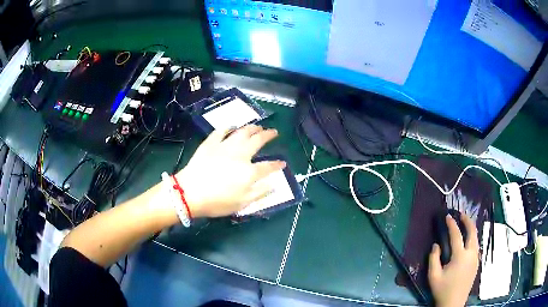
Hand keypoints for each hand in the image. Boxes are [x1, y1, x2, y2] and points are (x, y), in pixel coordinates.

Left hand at [176, 125, 285, 217]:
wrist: (190, 193)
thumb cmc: (217, 202)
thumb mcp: (242, 203)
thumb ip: (260, 193)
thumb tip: (274, 184)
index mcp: (249, 171)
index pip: (268, 166)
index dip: (277, 164)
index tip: (282, 163)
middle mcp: (240, 154)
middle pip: (258, 141)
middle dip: (268, 135)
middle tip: (273, 132)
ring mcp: (225, 146)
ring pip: (242, 132)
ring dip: (252, 127)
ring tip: (258, 126)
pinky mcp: (211, 143)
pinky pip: (221, 131)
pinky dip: (228, 127)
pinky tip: (232, 126)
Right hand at [428, 214, 479, 306]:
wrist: (454, 304)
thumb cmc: (443, 290)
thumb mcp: (433, 277)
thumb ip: (433, 259)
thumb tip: (436, 245)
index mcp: (460, 256)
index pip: (457, 235)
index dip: (452, 224)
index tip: (448, 216)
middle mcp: (471, 254)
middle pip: (472, 232)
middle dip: (468, 221)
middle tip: (461, 215)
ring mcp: (475, 259)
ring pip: (476, 239)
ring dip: (471, 229)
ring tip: (465, 225)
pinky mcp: (476, 264)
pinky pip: (476, 246)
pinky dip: (472, 239)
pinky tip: (468, 241)